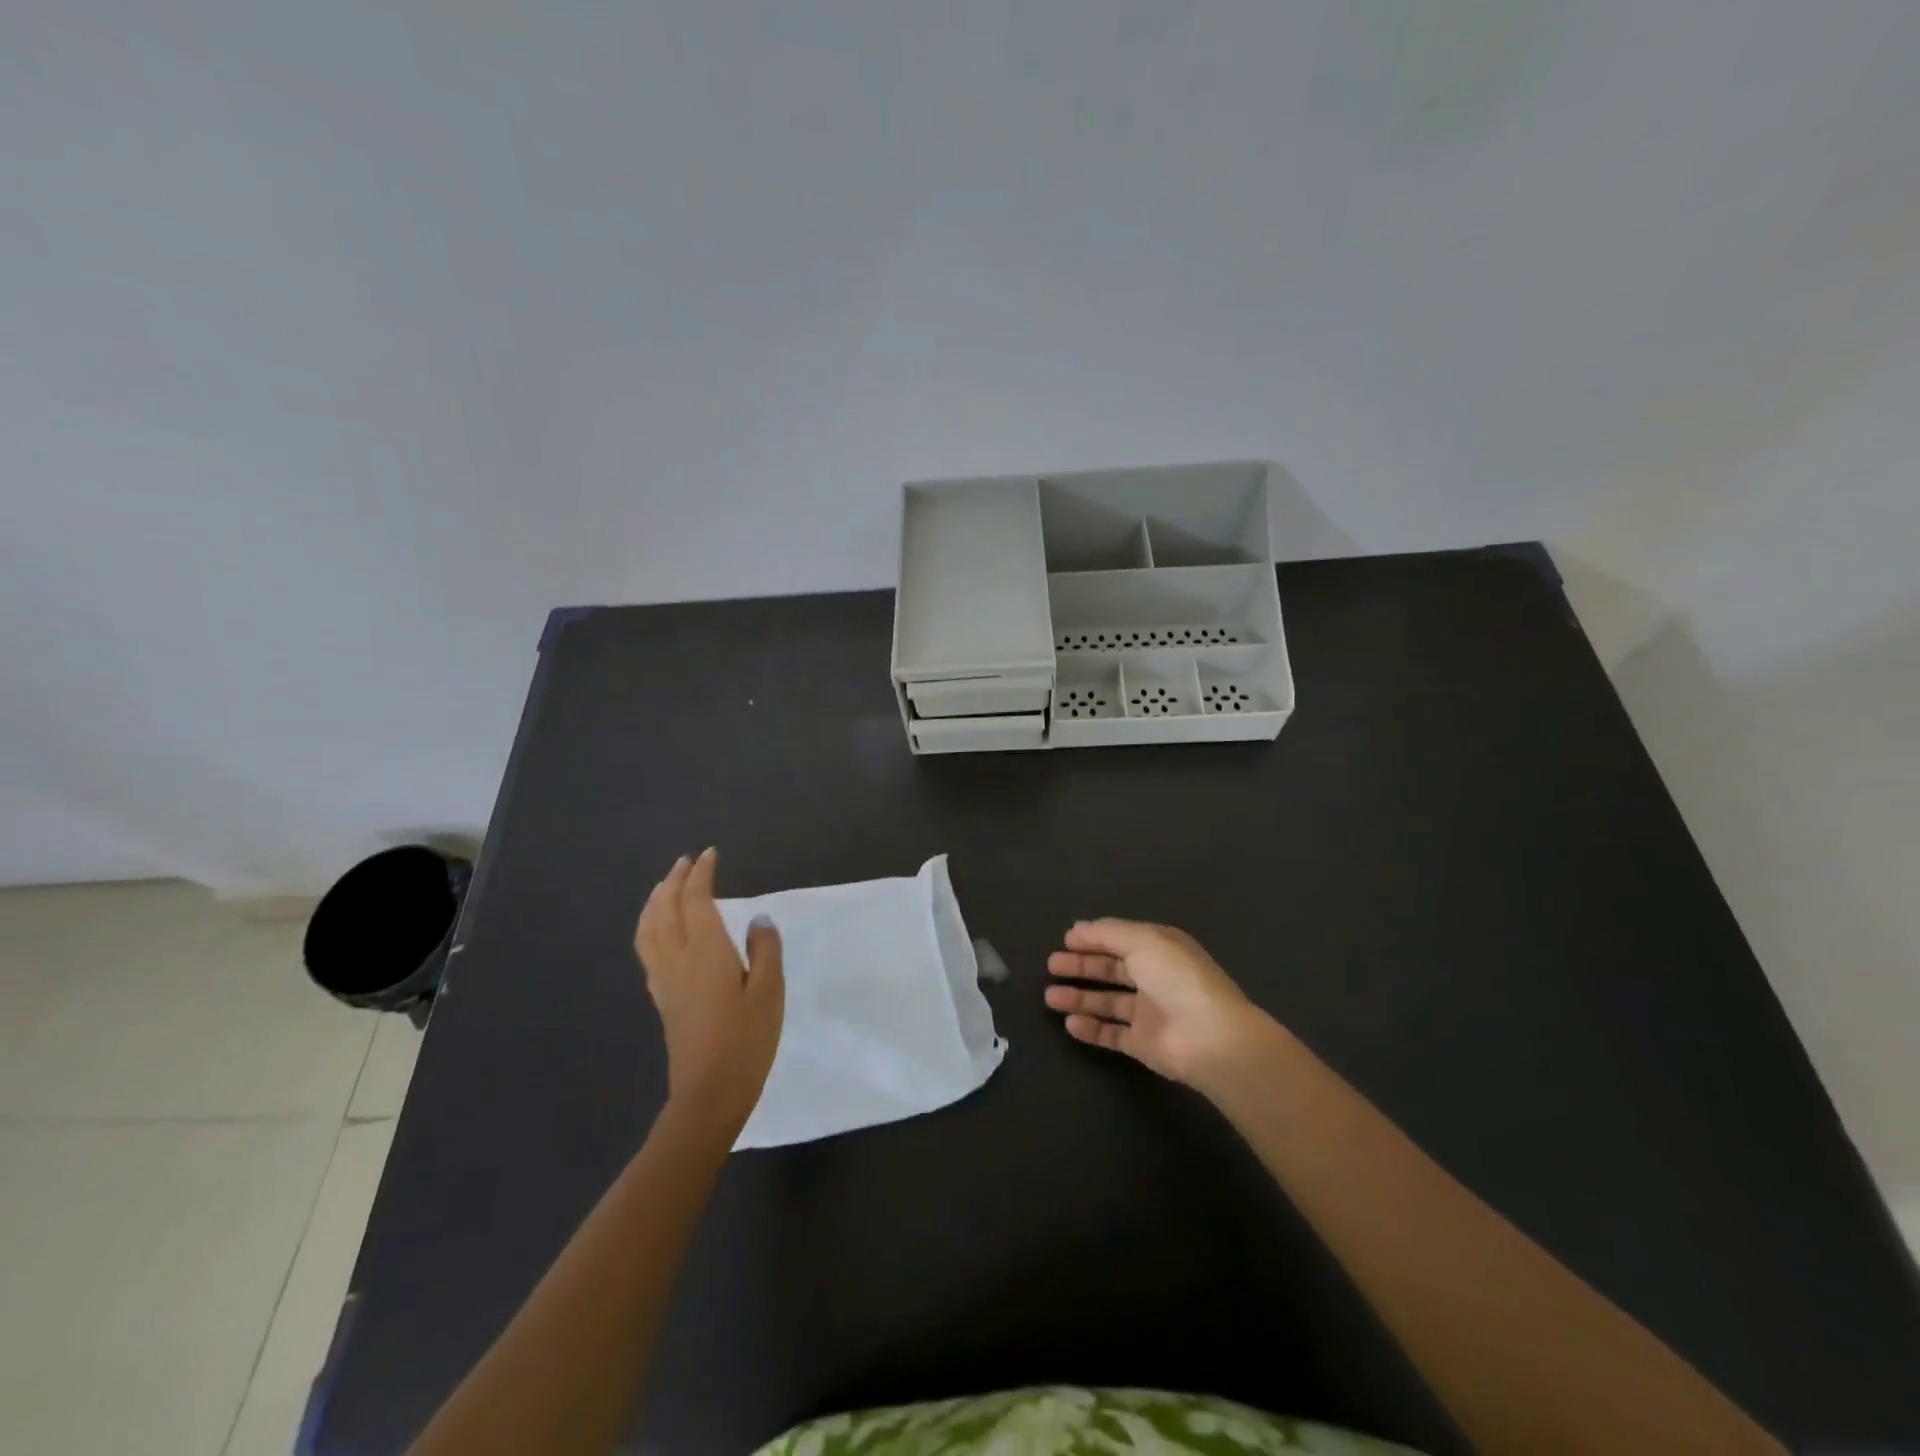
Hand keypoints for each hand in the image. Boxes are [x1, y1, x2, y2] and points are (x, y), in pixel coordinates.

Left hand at [635, 848, 783, 1136]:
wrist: (709, 1094)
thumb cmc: (746, 1040)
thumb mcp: (769, 991)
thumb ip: (765, 950)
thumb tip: (758, 920)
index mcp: (706, 951)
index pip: (696, 900)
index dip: (701, 874)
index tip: (710, 855)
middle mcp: (677, 958)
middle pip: (665, 909)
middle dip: (674, 881)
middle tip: (686, 862)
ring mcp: (664, 979)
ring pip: (649, 928)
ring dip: (656, 901)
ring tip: (665, 887)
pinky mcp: (662, 998)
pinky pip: (648, 947)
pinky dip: (651, 925)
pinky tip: (660, 930)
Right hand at [1045, 919, 1274, 1091]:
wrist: (1210, 1038)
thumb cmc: (1177, 979)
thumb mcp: (1143, 941)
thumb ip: (1108, 933)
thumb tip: (1078, 928)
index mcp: (1159, 949)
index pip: (1121, 940)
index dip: (1093, 939)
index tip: (1065, 940)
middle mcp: (1154, 978)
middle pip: (1111, 969)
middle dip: (1081, 966)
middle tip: (1051, 965)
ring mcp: (1150, 1013)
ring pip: (1108, 1002)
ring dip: (1079, 998)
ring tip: (1050, 997)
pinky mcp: (1144, 1044)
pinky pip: (1112, 1034)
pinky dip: (1091, 1029)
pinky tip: (1069, 1024)